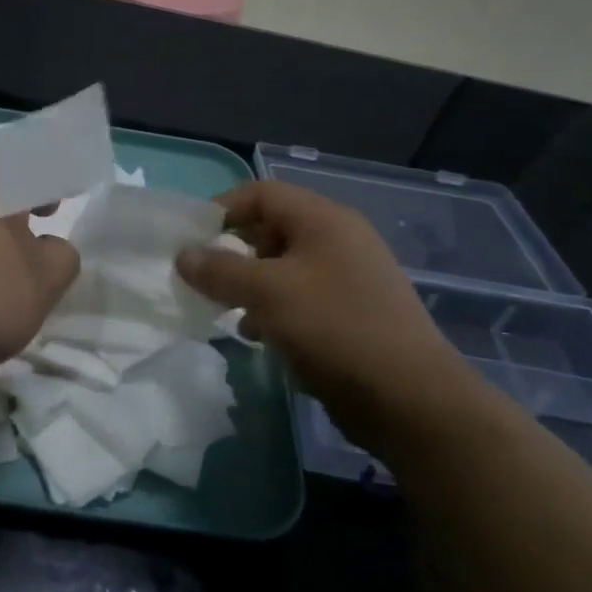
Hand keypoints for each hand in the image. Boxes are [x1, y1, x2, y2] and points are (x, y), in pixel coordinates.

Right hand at [176, 181, 485, 450]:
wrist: (408, 398)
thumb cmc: (334, 328)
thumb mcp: (268, 293)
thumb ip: (220, 270)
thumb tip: (183, 256)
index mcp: (324, 220)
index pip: (262, 193)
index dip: (222, 209)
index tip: (189, 240)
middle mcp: (338, 240)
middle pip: (272, 229)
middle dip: (232, 250)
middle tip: (203, 277)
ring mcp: (348, 278)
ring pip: (283, 267)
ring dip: (249, 283)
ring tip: (224, 308)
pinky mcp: (350, 314)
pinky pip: (300, 298)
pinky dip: (272, 308)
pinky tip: (256, 334)